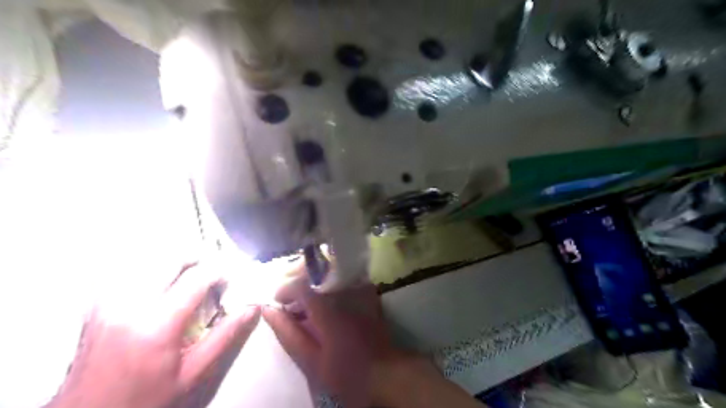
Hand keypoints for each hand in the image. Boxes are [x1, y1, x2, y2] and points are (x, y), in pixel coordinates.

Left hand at [46, 263, 261, 407]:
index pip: (197, 277)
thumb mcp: (193, 372)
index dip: (220, 271)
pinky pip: (132, 271)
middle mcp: (129, 305)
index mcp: (157, 324)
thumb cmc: (144, 398)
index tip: (230, 278)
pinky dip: (154, 270)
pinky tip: (162, 286)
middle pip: (172, 258)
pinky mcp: (97, 303)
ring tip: (189, 279)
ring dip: (176, 263)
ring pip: (150, 259)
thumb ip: (225, 335)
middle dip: (198, 260)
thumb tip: (251, 308)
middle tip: (211, 274)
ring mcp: (108, 301)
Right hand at [264, 264, 438, 407]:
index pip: (300, 284)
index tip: (278, 302)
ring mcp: (358, 289)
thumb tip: (268, 310)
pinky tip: (326, 302)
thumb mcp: (311, 361)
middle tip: (291, 300)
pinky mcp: (367, 292)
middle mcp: (343, 292)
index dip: (285, 290)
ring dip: (313, 283)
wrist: (386, 372)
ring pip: (328, 273)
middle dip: (298, 281)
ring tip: (306, 303)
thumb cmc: (346, 372)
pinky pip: (344, 279)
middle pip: (315, 272)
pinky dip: (330, 286)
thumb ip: (289, 333)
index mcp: (327, 308)